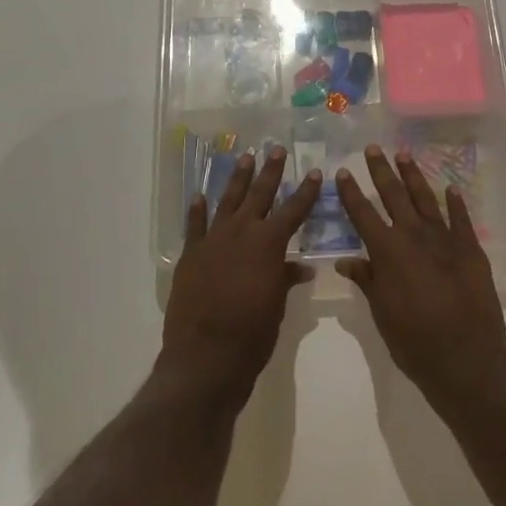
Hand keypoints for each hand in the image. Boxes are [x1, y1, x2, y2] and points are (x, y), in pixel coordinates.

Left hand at [160, 146, 322, 408]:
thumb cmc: (252, 334)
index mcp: (269, 244)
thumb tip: (301, 268)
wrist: (205, 356)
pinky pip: (195, 225)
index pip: (293, 210)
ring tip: (245, 158)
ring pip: (228, 200)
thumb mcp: (278, 307)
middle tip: (276, 149)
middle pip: (259, 195)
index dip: (306, 191)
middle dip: (270, 171)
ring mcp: (213, 240)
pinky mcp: (191, 254)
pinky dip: (197, 210)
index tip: (314, 171)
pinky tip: (200, 196)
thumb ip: (286, 280)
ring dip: (237, 179)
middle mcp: (242, 232)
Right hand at [337, 145, 505, 404]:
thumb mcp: (381, 313)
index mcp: (387, 251)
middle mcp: (414, 236)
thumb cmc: (414, 341)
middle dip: (381, 171)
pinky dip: (455, 202)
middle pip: (393, 195)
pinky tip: (451, 188)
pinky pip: (461, 218)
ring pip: (425, 199)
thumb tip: (346, 261)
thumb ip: (367, 281)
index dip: (351, 192)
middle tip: (373, 148)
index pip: (363, 213)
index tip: (343, 171)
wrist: (466, 358)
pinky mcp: (470, 249)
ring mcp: (445, 239)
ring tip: (404, 154)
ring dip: (413, 176)